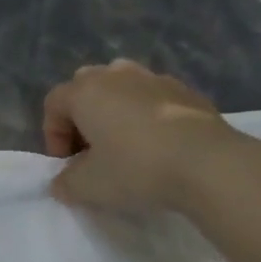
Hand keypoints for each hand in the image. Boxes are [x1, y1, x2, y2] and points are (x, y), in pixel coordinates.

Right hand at [43, 60, 247, 212]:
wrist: (207, 164)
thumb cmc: (136, 169)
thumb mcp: (88, 187)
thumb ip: (65, 183)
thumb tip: (62, 181)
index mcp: (87, 91)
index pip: (54, 103)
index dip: (52, 135)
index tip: (66, 165)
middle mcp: (117, 74)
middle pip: (87, 88)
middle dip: (82, 119)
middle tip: (91, 153)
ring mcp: (155, 78)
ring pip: (122, 89)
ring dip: (115, 114)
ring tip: (125, 147)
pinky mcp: (186, 91)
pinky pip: (153, 99)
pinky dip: (146, 117)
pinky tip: (158, 147)